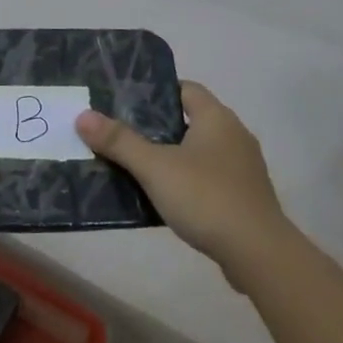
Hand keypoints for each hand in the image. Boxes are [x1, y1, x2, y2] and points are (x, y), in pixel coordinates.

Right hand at [77, 81, 287, 278]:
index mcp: (216, 117)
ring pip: (200, 151)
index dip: (156, 92)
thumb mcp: (155, 167)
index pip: (185, 89)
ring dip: (174, 157)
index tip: (126, 103)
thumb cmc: (206, 197)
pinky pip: (210, 178)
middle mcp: (234, 135)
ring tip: (138, 168)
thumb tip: (83, 116)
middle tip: (123, 135)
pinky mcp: (246, 197)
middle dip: (158, 127)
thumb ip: (119, 141)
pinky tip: (167, 199)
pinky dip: (189, 182)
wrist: (259, 254)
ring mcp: (244, 168)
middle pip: (190, 120)